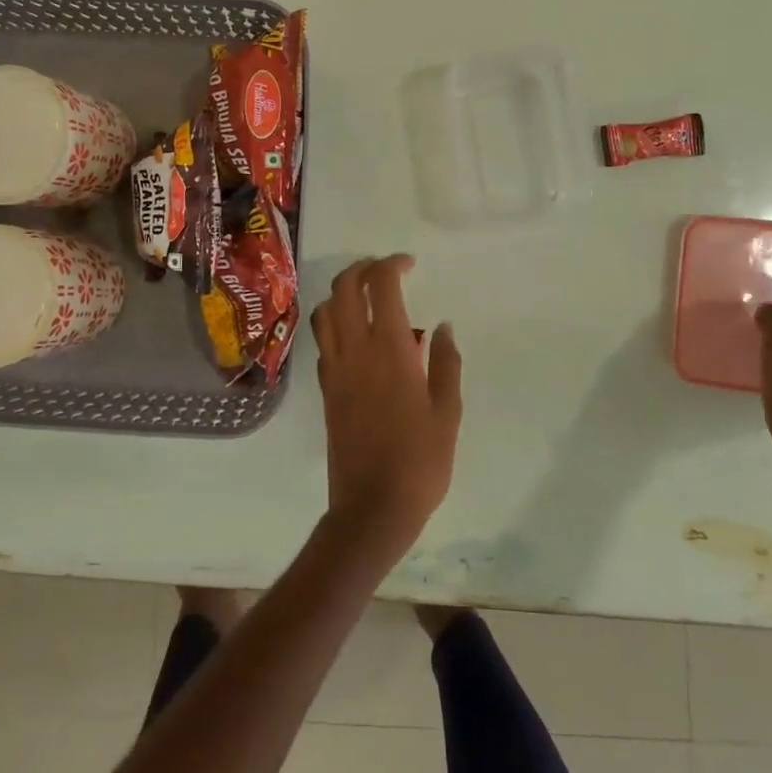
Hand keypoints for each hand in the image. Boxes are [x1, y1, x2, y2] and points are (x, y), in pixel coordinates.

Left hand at [310, 256, 462, 562]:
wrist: (372, 507)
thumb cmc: (420, 460)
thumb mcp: (447, 411)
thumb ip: (446, 362)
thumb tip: (442, 325)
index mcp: (390, 350)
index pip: (381, 286)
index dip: (392, 264)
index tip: (409, 264)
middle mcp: (355, 350)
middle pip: (344, 288)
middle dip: (362, 268)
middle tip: (386, 270)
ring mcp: (334, 368)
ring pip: (326, 311)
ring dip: (343, 292)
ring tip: (367, 297)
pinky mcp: (325, 388)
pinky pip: (324, 340)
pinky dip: (336, 323)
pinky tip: (358, 337)